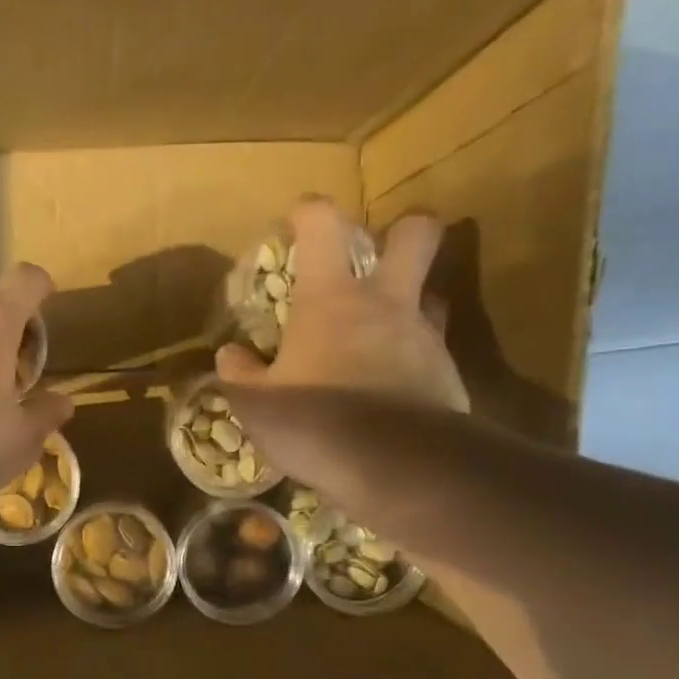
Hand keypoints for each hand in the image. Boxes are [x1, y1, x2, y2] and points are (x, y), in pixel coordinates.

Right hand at [215, 198, 467, 412]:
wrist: (393, 466)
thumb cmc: (314, 422)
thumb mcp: (256, 404)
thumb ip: (241, 374)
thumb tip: (231, 354)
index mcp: (333, 299)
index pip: (324, 226)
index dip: (309, 211)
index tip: (297, 219)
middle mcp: (387, 304)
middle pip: (417, 234)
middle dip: (402, 230)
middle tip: (378, 254)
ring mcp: (425, 338)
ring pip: (432, 295)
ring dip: (411, 303)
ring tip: (384, 332)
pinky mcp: (448, 377)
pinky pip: (434, 353)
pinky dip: (414, 361)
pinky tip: (395, 390)